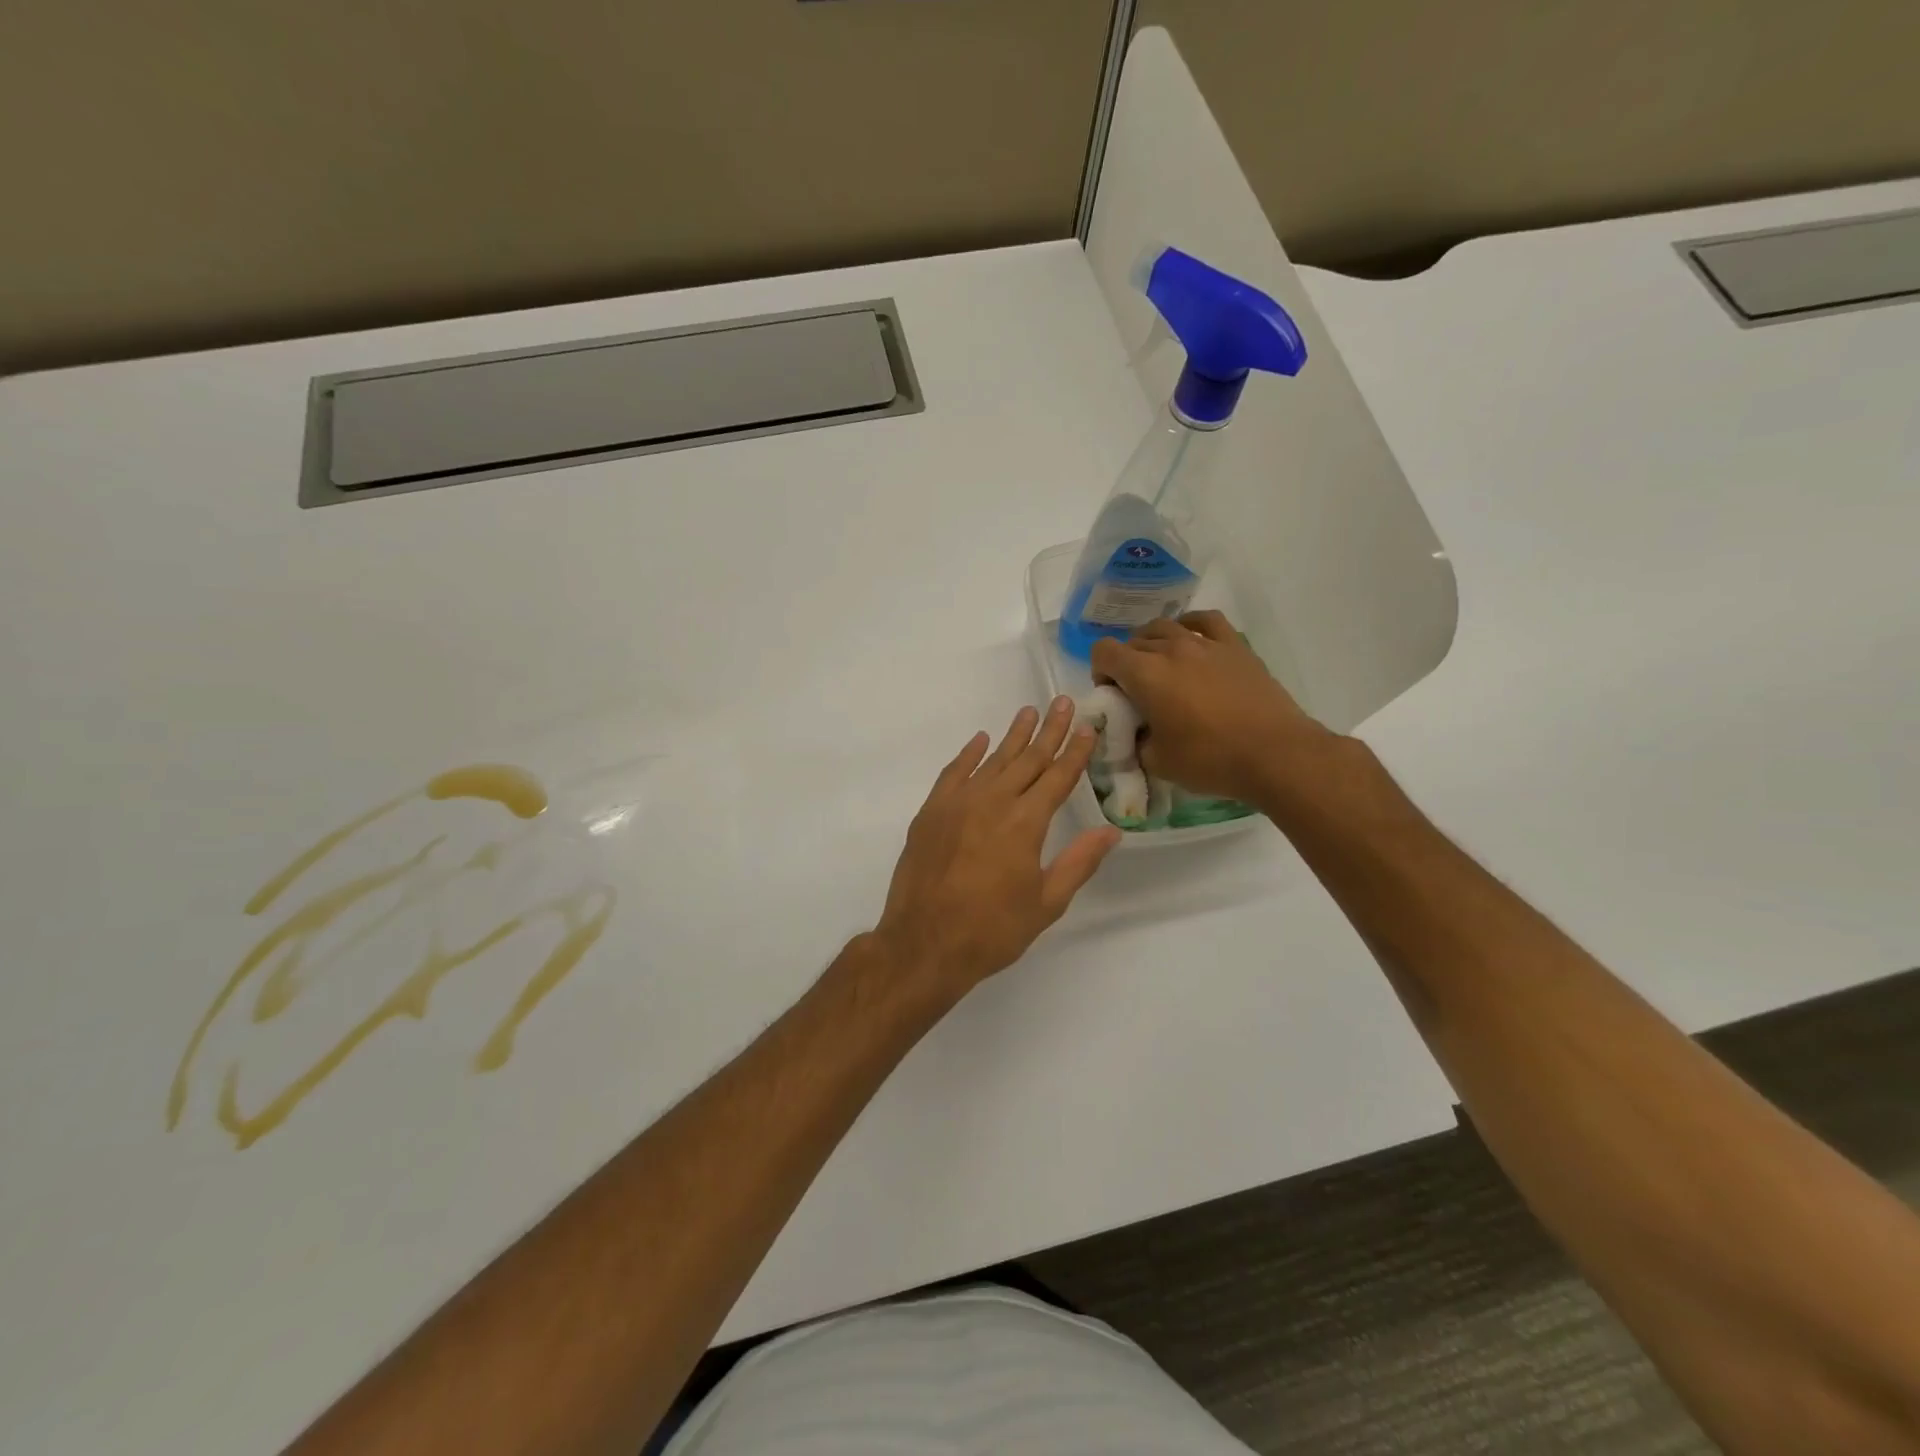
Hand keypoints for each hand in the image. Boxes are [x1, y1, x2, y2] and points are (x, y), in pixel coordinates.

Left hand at [874, 696, 1120, 1000]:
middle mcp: (993, 802)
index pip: (1057, 777)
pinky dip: (968, 754)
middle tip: (1063, 702)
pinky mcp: (931, 812)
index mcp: (1025, 823)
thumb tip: (1111, 831)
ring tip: (1028, 712)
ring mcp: (957, 803)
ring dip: (1013, 736)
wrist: (923, 944)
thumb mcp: (1046, 903)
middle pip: (1027, 759)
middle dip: (1049, 731)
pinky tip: (980, 740)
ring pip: (992, 760)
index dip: (1075, 752)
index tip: (1087, 727)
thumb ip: (1079, 862)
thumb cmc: (991, 930)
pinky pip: (954, 773)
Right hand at [1089, 611, 1328, 806]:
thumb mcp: (1158, 762)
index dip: (1100, 671)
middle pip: (1134, 641)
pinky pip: (1206, 621)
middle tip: (1138, 693)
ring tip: (1163, 668)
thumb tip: (1139, 732)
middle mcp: (1171, 648)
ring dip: (1153, 644)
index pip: (1104, 651)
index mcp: (1145, 674)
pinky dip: (1190, 626)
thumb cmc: (1211, 760)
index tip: (1113, 695)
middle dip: (1127, 663)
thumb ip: (1137, 741)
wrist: (1275, 754)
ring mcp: (1206, 643)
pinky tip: (1191, 639)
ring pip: (1165, 627)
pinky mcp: (1236, 647)